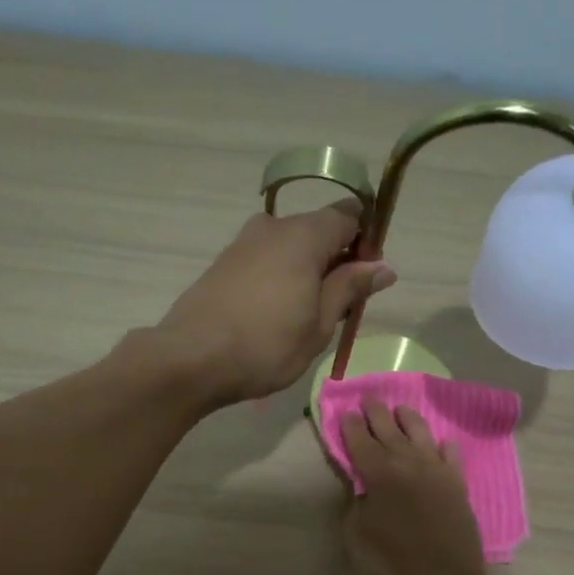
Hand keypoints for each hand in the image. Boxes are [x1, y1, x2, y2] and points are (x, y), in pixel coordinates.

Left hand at [154, 203, 394, 404]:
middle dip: (336, 261)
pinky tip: (274, 316)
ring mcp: (242, 244)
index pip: (348, 215)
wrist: (190, 359)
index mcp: (303, 235)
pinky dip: (280, 279)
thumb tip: (383, 266)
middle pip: (317, 230)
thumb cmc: (265, 345)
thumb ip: (350, 288)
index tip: (366, 281)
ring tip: (304, 319)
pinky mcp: (223, 264)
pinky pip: (265, 261)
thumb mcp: (319, 324)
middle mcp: (272, 228)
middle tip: (338, 309)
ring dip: (306, 273)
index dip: (366, 243)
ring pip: (289, 247)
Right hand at [339, 401, 492, 574]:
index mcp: (378, 472)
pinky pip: (450, 456)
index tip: (346, 413)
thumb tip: (360, 486)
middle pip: (389, 428)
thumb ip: (355, 502)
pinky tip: (441, 443)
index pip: (360, 439)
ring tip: (401, 409)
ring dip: (408, 418)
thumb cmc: (391, 562)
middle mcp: (408, 462)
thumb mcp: (356, 534)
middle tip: (369, 399)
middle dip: (376, 412)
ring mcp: (436, 470)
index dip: (351, 425)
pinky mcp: (457, 484)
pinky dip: (443, 446)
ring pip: (421, 433)